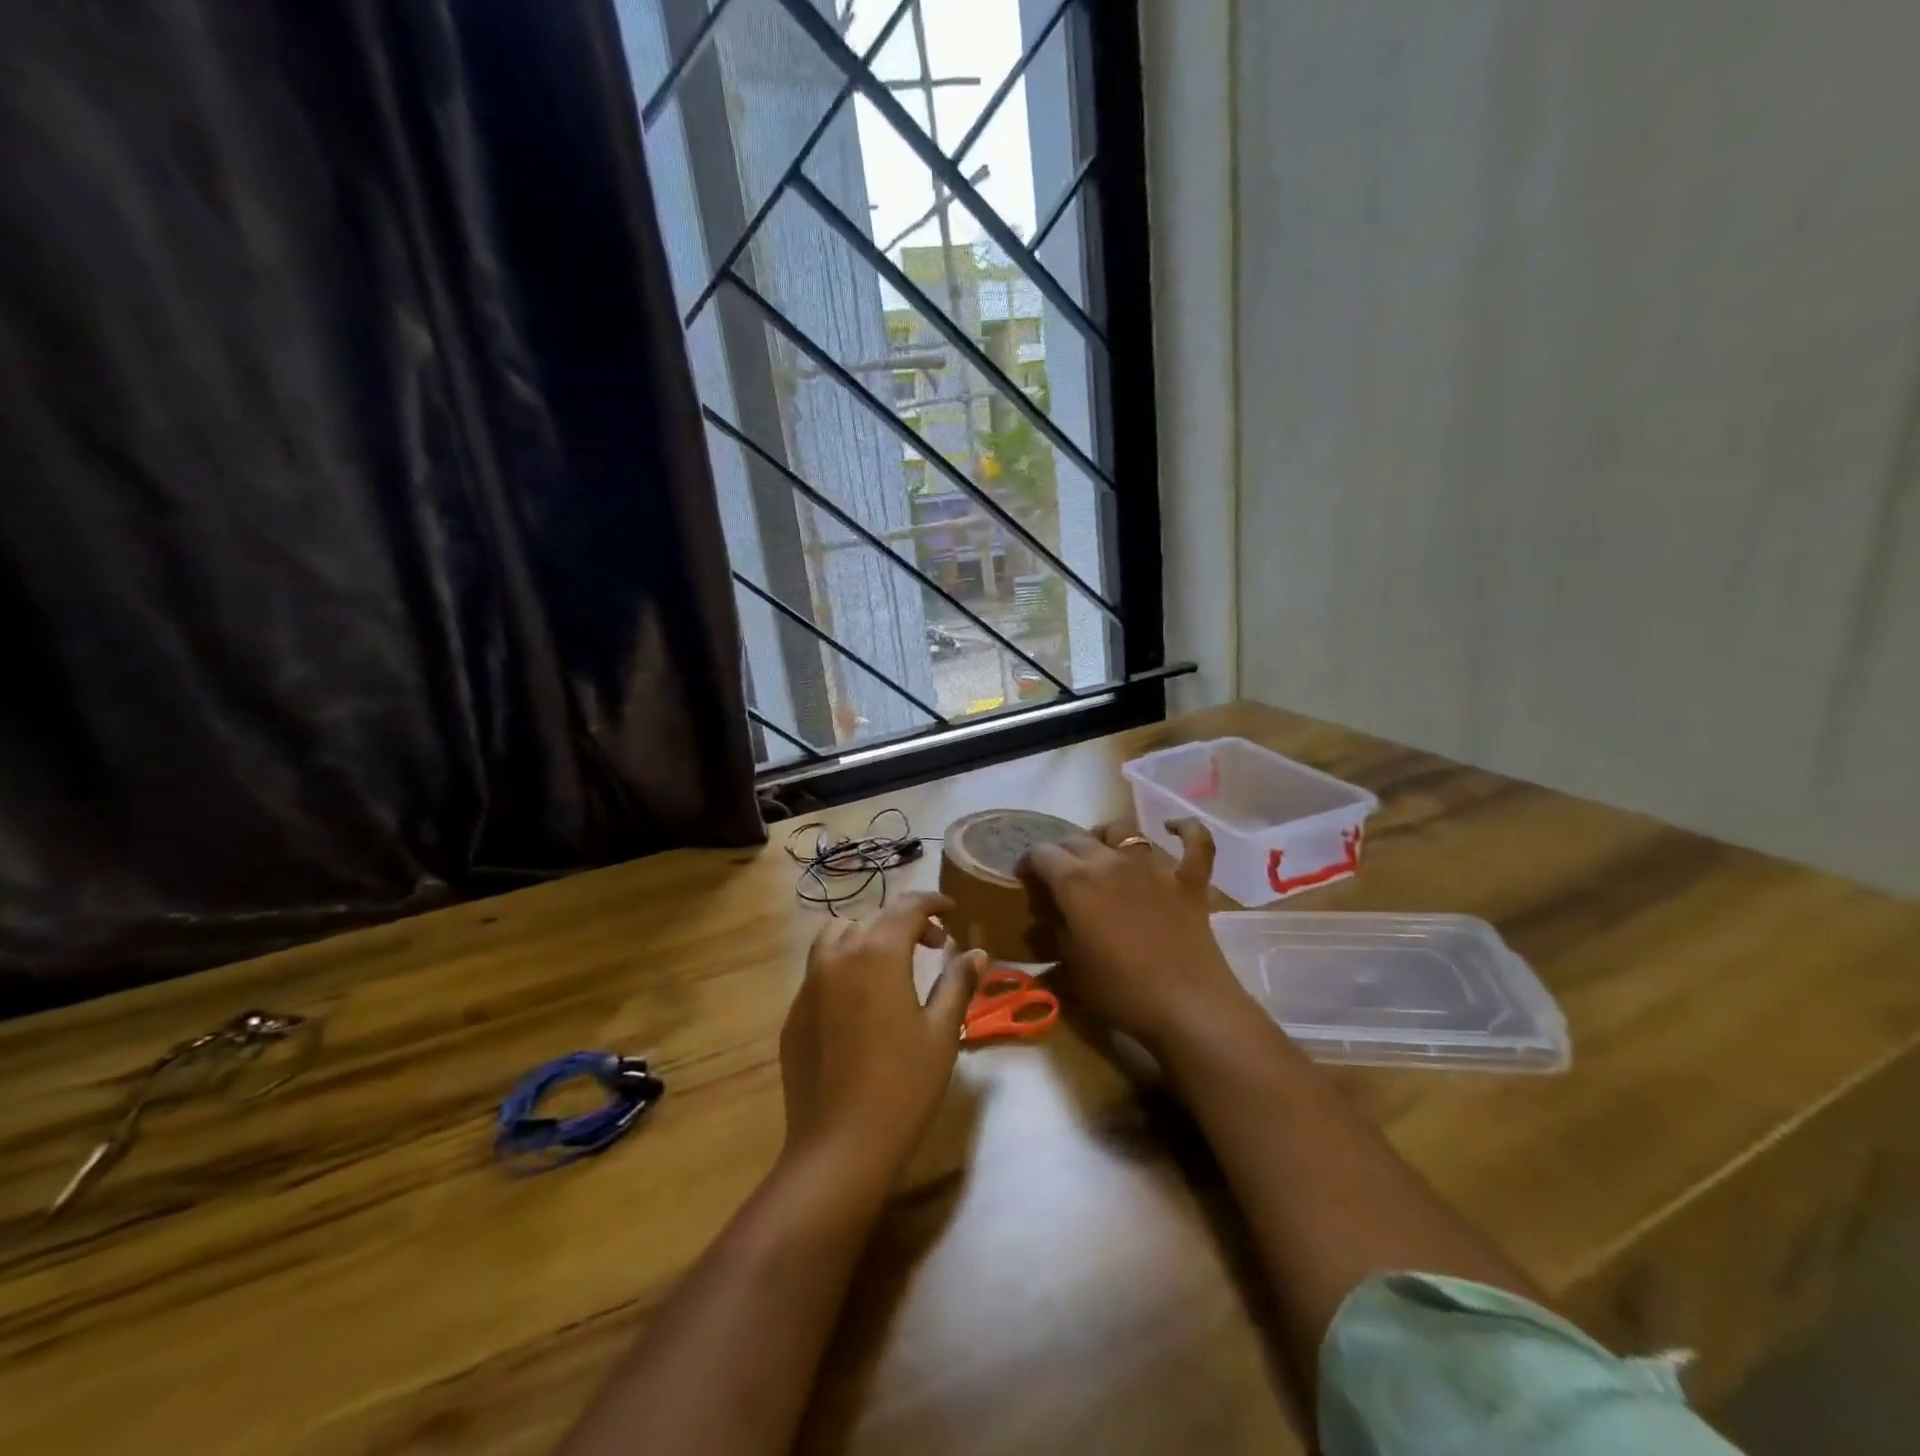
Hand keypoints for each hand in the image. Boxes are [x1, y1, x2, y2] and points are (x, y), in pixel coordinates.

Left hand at [779, 892, 986, 1187]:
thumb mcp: (942, 1033)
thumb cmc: (903, 1086)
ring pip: (837, 937)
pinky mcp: (794, 1014)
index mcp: (877, 954)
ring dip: (868, 936)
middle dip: (906, 923)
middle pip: (874, 919)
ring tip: (891, 962)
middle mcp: (838, 957)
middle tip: (934, 945)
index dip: (932, 902)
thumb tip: (977, 953)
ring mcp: (809, 985)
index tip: (951, 909)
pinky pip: (820, 971)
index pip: (907, 908)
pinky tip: (861, 1002)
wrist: (839, 1147)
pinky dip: (844, 966)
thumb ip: (958, 984)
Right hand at [1020, 820, 1257, 1055]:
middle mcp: (1111, 861)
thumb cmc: (1121, 991)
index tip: (1027, 882)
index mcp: (1076, 881)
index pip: (1041, 854)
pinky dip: (1184, 829)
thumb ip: (1054, 933)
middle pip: (1077, 839)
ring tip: (1102, 853)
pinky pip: (1194, 840)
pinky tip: (1172, 827)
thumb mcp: (1072, 968)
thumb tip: (1044, 918)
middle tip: (1060, 878)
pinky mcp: (1188, 879)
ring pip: (1124, 831)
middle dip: (1062, 853)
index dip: (1029, 864)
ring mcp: (1153, 866)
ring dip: (1106, 838)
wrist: (1188, 1006)